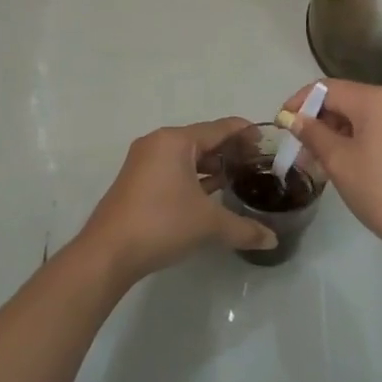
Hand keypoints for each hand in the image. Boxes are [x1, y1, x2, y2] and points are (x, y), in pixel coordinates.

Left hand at [75, 118, 277, 285]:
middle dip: (230, 151)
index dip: (246, 132)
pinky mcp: (137, 182)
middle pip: (203, 139)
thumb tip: (272, 240)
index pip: (219, 128)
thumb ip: (244, 228)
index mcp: (175, 141)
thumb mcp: (209, 224)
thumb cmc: (161, 224)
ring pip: (187, 157)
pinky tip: (212, 193)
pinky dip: (194, 177)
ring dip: (212, 166)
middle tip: (258, 164)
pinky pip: (173, 170)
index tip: (268, 141)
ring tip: (239, 178)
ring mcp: (144, 162)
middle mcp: (158, 144)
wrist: (108, 253)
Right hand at [281, 79, 381, 267]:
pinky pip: (374, 129)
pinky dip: (353, 141)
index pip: (327, 88)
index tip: (280, 126)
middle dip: (316, 120)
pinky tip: (339, 164)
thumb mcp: (339, 161)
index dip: (299, 103)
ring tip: (312, 161)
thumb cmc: (381, 190)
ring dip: (332, 133)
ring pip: (358, 116)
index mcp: (377, 98)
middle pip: (344, 99)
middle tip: (295, 149)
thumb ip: (313, 134)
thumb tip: (293, 118)